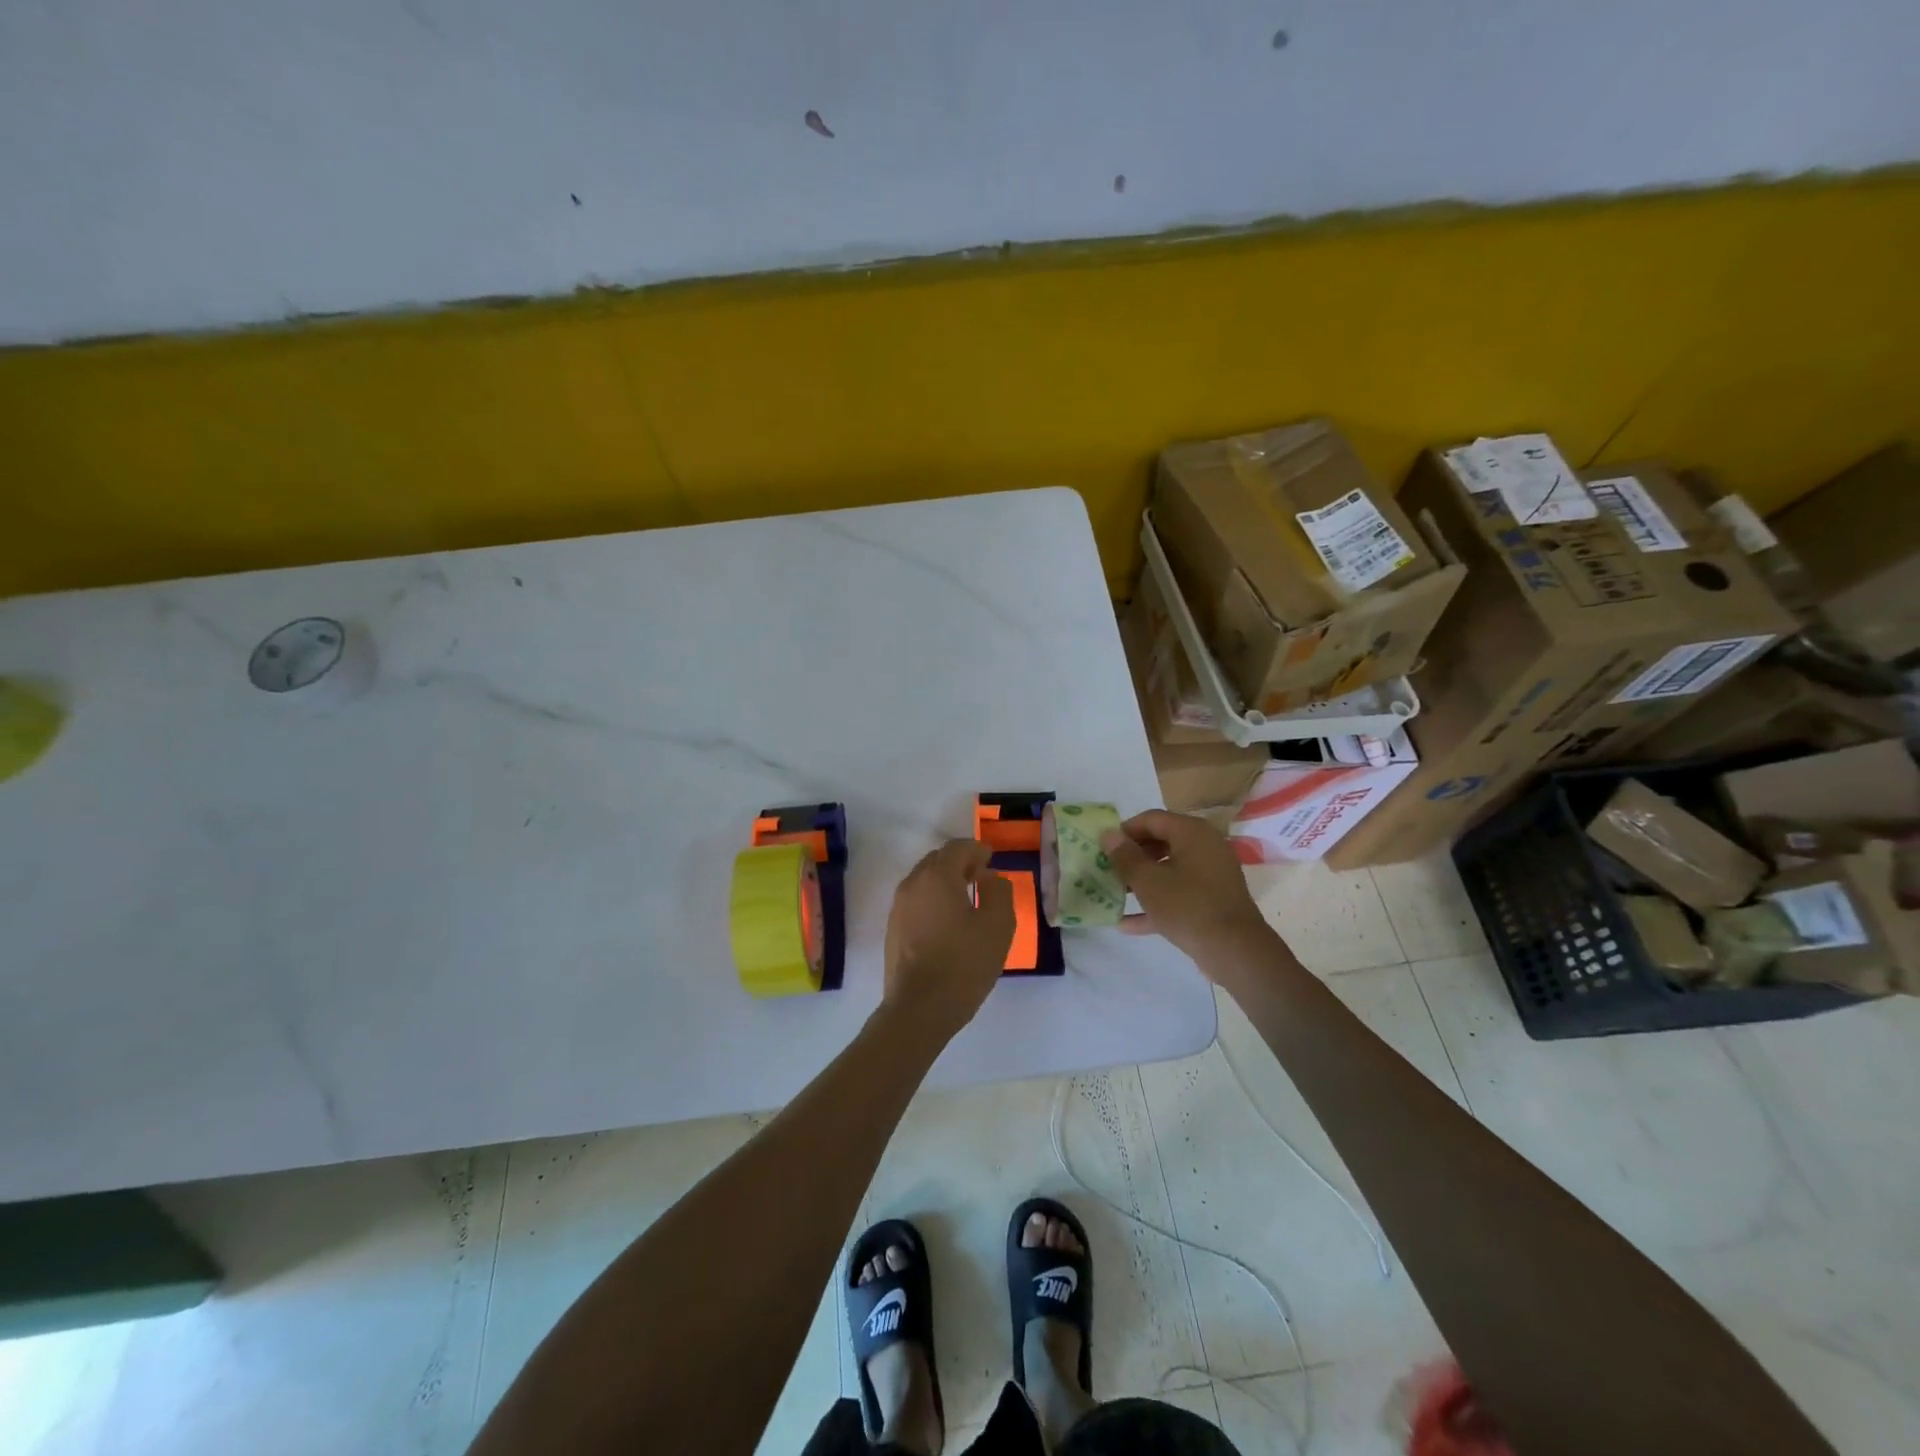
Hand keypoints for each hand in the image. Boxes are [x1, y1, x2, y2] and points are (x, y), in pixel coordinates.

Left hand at [882, 839, 1014, 1038]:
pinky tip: (948, 921)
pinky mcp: (893, 929)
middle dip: (960, 862)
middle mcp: (912, 884)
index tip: (991, 859)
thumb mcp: (998, 926)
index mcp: (937, 877)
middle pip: (937, 860)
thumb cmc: (963, 964)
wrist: (919, 1009)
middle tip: (981, 877)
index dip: (977, 849)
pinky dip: (933, 899)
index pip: (957, 847)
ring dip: (945, 881)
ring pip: (924, 880)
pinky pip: (916, 901)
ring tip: (966, 899)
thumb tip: (989, 877)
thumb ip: (999, 891)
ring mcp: (898, 907)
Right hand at [1100, 810, 1273, 977]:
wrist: (1234, 951)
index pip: (1151, 819)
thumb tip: (1108, 834)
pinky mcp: (1214, 899)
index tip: (1103, 848)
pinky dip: (1158, 902)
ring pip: (1169, 870)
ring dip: (1142, 881)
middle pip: (1161, 842)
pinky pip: (1180, 893)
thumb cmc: (1187, 906)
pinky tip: (1128, 924)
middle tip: (1109, 871)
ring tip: (1116, 894)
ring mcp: (1212, 874)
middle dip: (1132, 857)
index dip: (1124, 831)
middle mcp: (1205, 846)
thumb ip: (1125, 856)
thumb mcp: (1147, 881)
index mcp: (1192, 832)